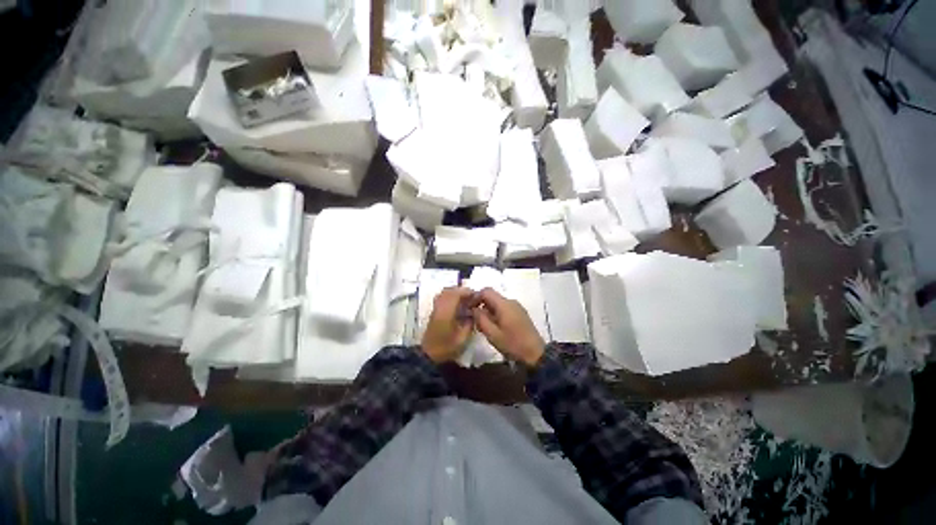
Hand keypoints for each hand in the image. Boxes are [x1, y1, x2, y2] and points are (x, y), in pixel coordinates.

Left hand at [422, 287, 474, 362]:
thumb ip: (469, 324)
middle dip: (462, 291)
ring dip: (455, 292)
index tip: (476, 295)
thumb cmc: (446, 348)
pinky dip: (450, 296)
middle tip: (472, 297)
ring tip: (466, 299)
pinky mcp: (433, 312)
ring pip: (444, 293)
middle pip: (449, 290)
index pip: (456, 294)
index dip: (467, 292)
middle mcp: (439, 307)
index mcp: (446, 312)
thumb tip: (474, 313)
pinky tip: (457, 304)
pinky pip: (442, 297)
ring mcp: (435, 308)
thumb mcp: (462, 339)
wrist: (428, 355)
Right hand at [473, 288, 545, 366]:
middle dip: (481, 305)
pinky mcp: (520, 313)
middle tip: (475, 320)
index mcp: (504, 304)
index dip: (475, 297)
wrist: (536, 354)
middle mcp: (511, 301)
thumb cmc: (512, 344)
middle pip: (492, 297)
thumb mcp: (492, 334)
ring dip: (488, 311)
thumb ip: (481, 319)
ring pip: (498, 303)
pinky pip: (504, 308)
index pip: (486, 291)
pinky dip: (496, 314)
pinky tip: (495, 327)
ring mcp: (517, 307)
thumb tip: (473, 309)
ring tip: (484, 326)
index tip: (468, 308)